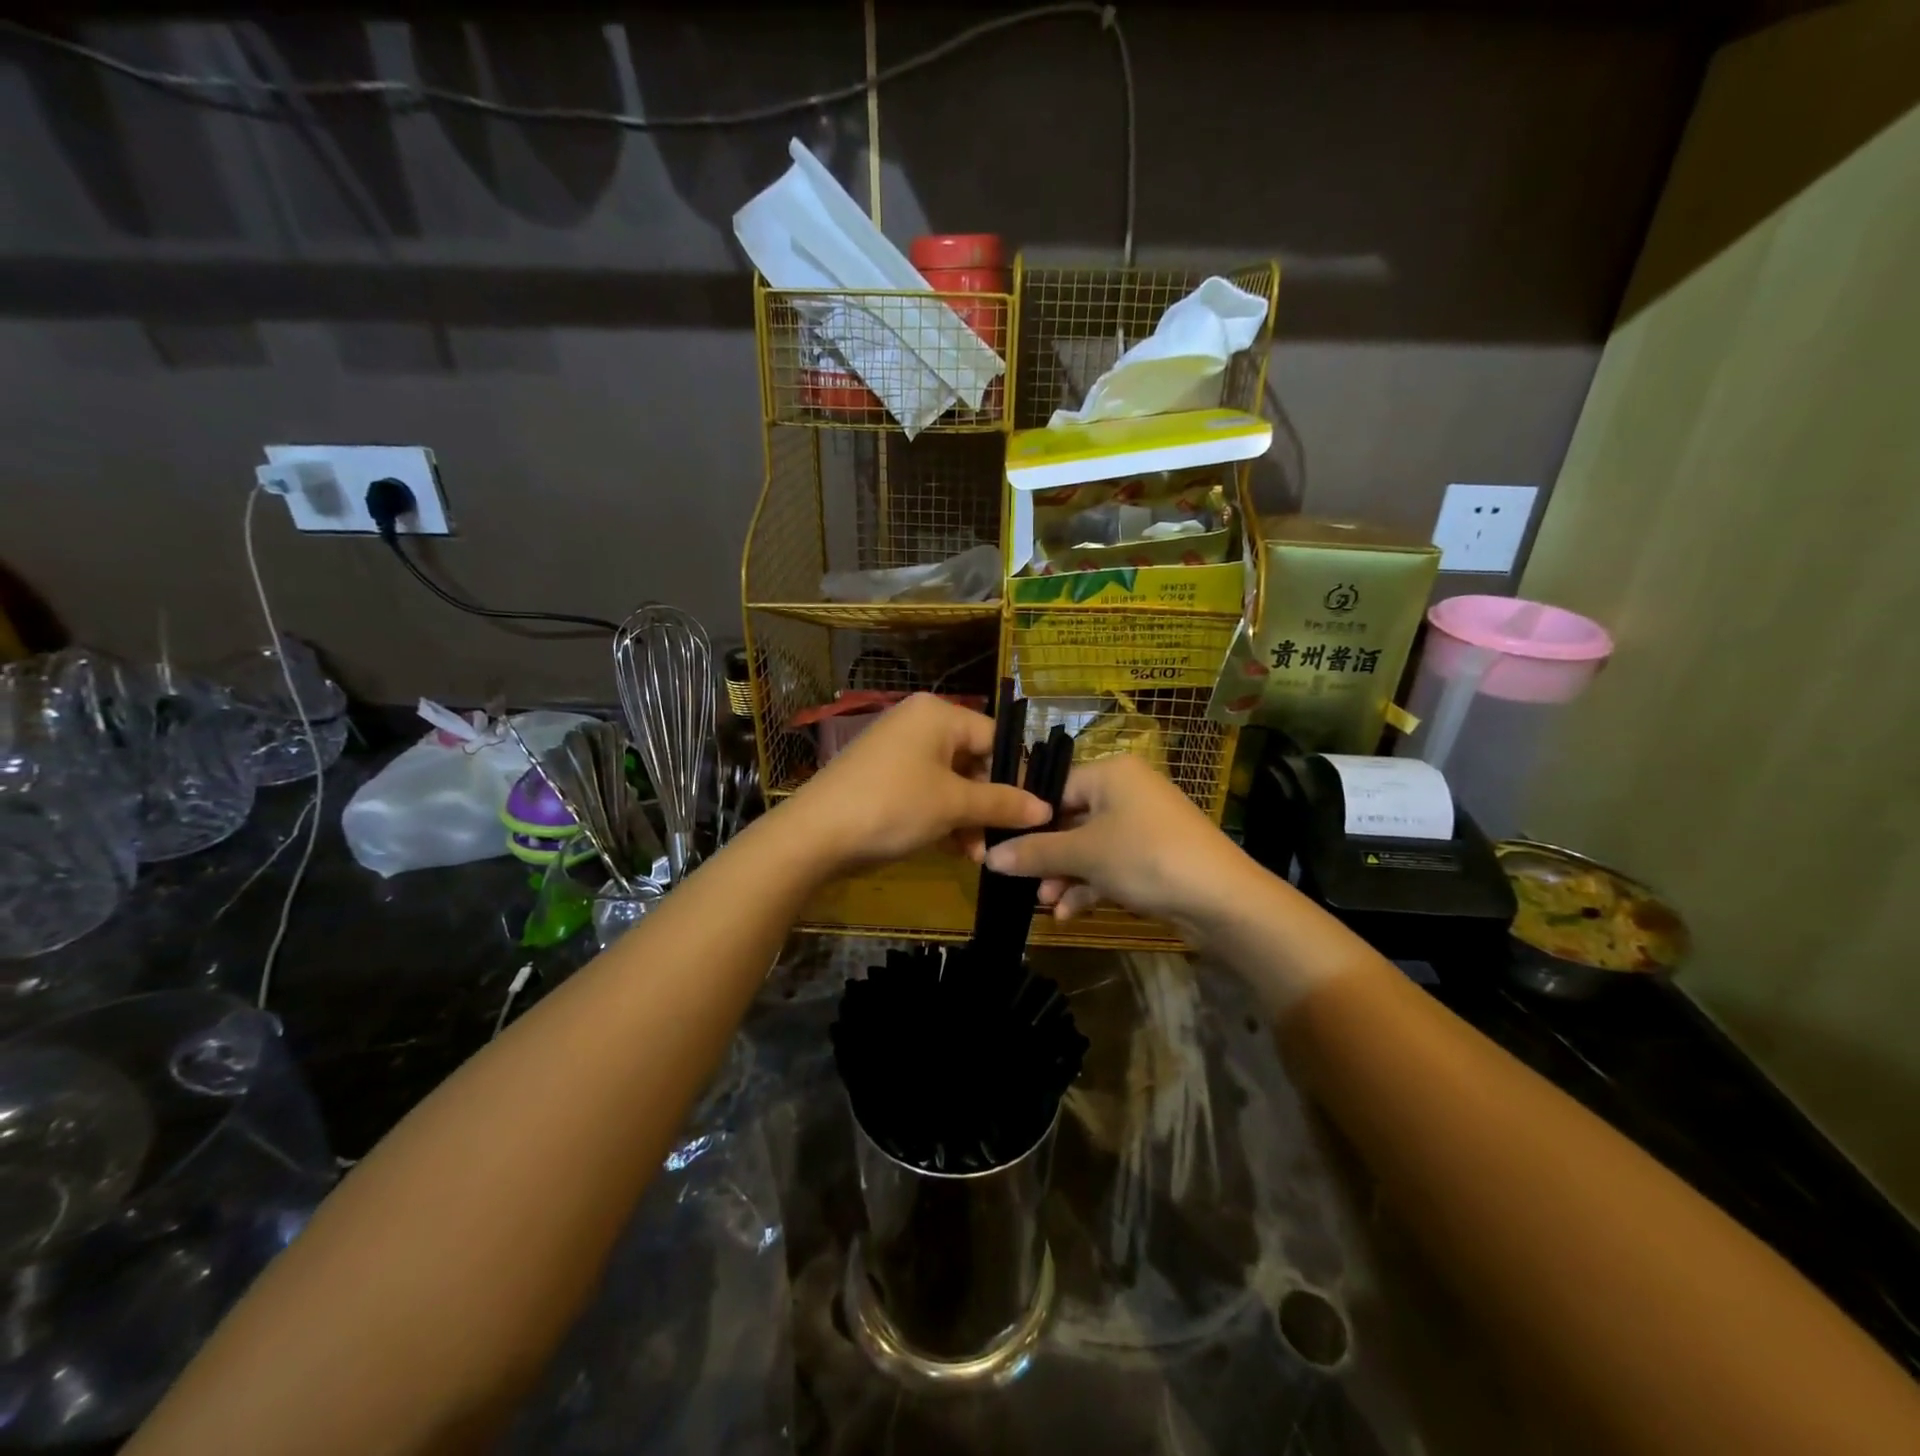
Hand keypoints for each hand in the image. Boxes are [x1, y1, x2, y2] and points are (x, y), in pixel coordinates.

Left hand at [784, 694, 1051, 874]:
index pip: (994, 738)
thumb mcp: (953, 805)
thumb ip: (1002, 803)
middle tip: (1003, 840)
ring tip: (979, 855)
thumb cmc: (893, 806)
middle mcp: (918, 723)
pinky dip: (942, 817)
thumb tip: (1046, 808)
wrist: (815, 835)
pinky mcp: (882, 777)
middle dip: (988, 804)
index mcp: (937, 714)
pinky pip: (926, 791)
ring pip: (950, 781)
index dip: (1016, 776)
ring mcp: (897, 750)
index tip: (1034, 812)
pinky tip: (956, 850)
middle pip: (972, 760)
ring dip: (968, 818)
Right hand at [981, 754, 1257, 938]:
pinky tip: (1068, 913)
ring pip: (1088, 847)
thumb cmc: (1146, 858)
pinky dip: (1089, 886)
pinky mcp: (1152, 857)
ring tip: (1045, 904)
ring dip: (1064, 876)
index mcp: (1110, 773)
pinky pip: (1109, 865)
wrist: (1222, 900)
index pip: (1053, 786)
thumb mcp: (1084, 854)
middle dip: (1045, 856)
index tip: (997, 845)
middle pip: (1069, 819)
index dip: (1025, 819)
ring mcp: (1142, 826)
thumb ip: (1035, 853)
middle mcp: (1126, 792)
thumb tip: (989, 857)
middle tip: (1019, 881)